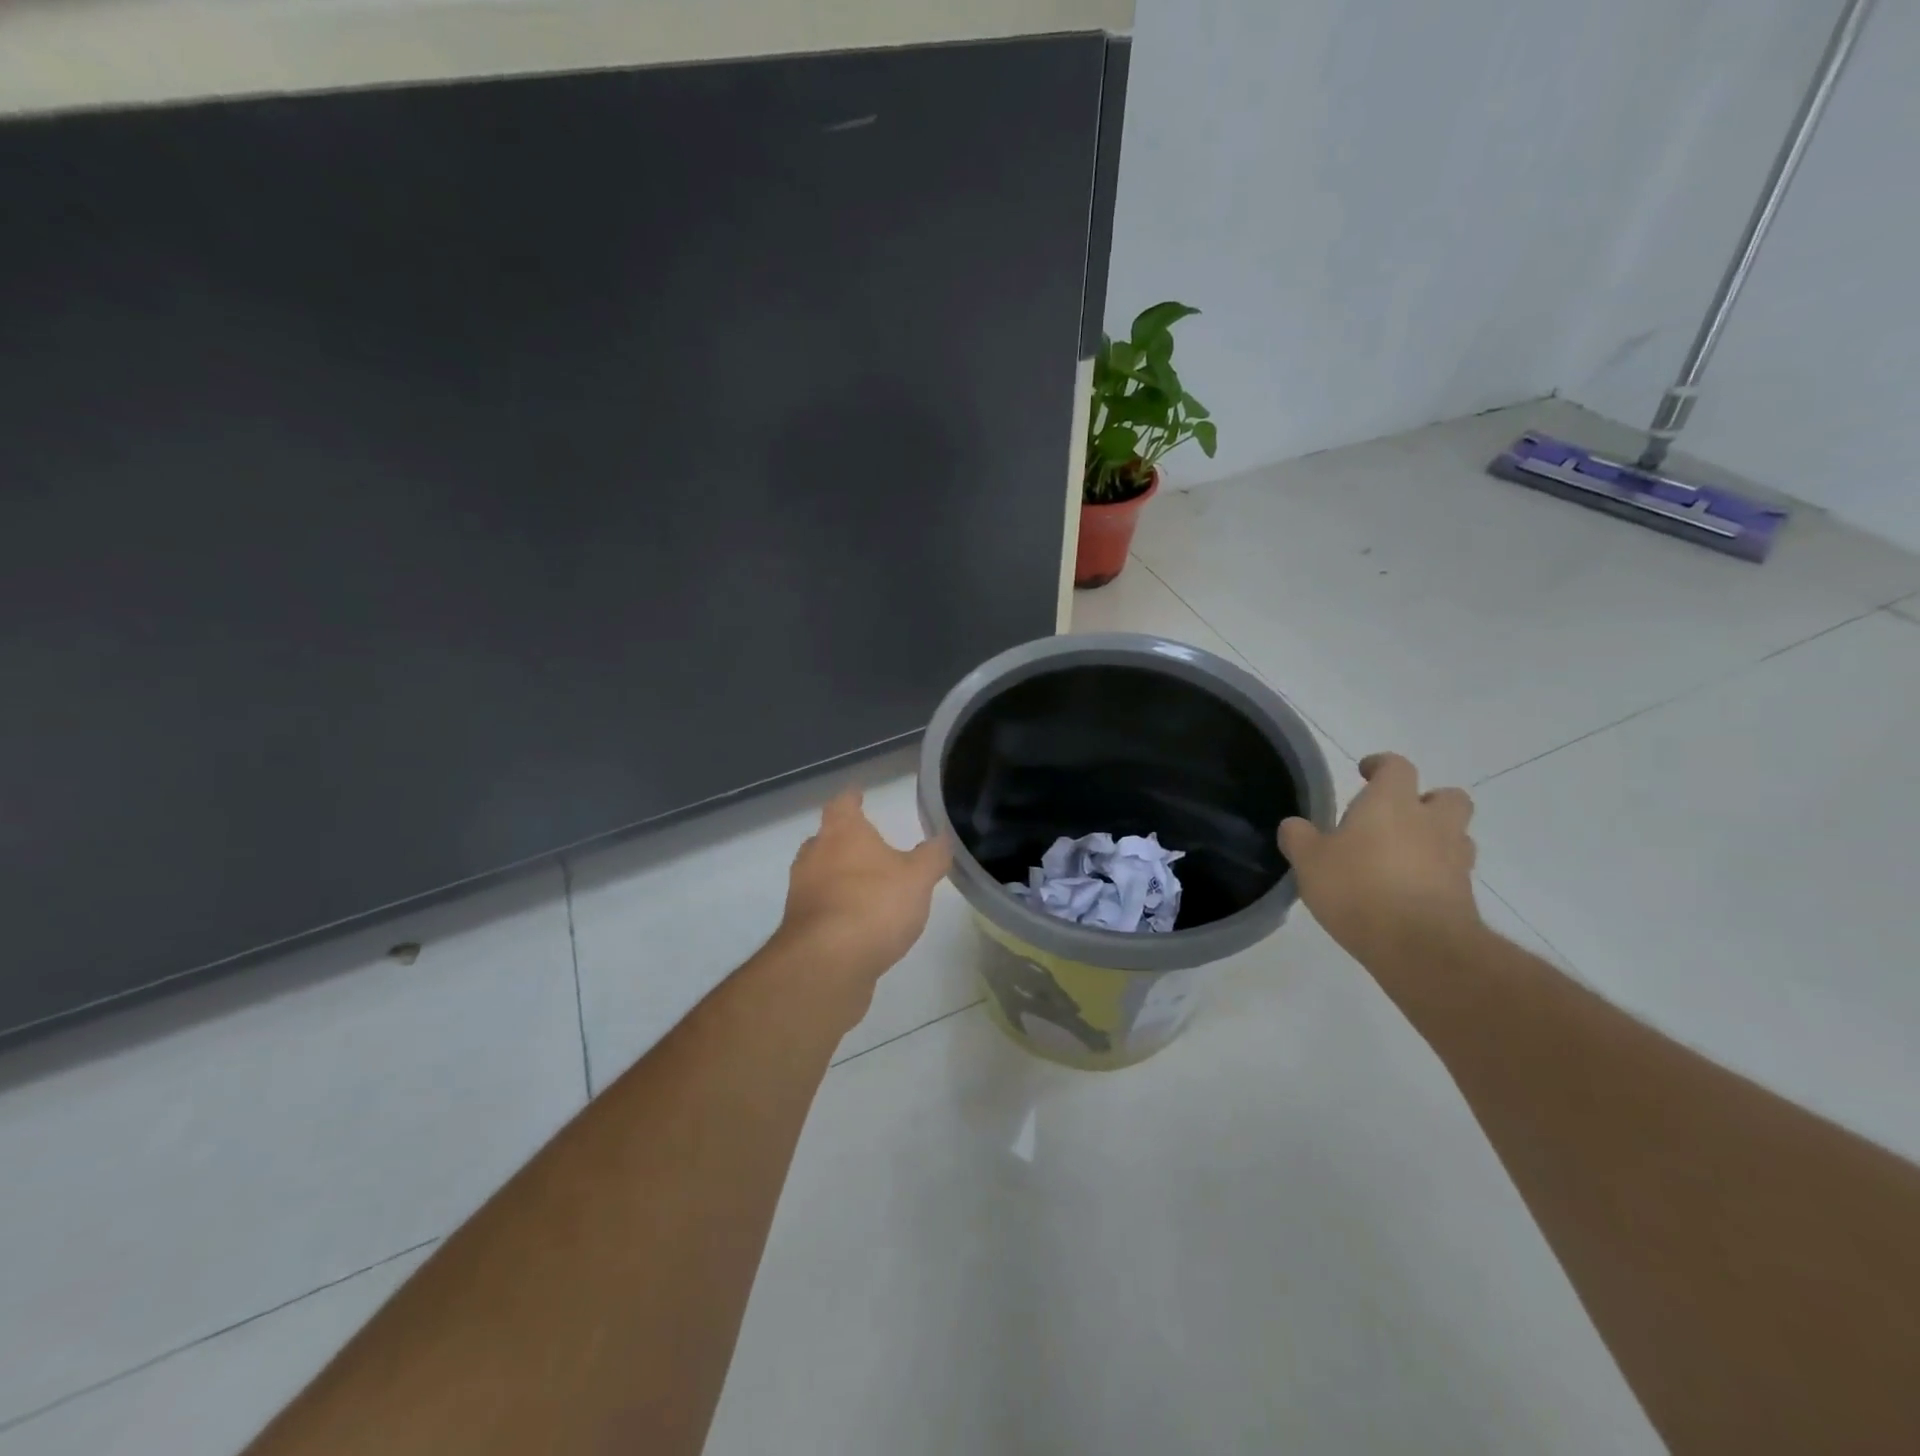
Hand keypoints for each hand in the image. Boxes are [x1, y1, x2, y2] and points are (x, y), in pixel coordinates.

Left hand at [774, 790, 951, 995]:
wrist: (827, 963)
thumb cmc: (875, 905)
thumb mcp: (918, 878)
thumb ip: (932, 856)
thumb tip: (941, 839)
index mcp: (842, 833)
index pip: (843, 804)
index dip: (852, 798)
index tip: (858, 794)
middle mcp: (814, 856)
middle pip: (825, 839)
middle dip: (843, 840)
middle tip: (866, 845)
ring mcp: (802, 893)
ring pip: (818, 874)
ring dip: (838, 877)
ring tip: (865, 886)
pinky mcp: (798, 928)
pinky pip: (819, 909)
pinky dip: (835, 909)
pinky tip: (856, 924)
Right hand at [1278, 753, 1480, 968]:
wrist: (1420, 946)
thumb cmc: (1357, 889)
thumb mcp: (1309, 861)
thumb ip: (1298, 837)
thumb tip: (1294, 825)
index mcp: (1391, 803)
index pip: (1396, 767)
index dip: (1381, 766)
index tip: (1365, 773)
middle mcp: (1430, 822)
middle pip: (1447, 796)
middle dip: (1426, 801)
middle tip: (1397, 818)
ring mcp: (1454, 859)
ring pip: (1456, 835)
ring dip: (1436, 838)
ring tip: (1403, 857)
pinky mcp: (1465, 894)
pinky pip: (1454, 872)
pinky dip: (1437, 874)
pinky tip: (1409, 891)